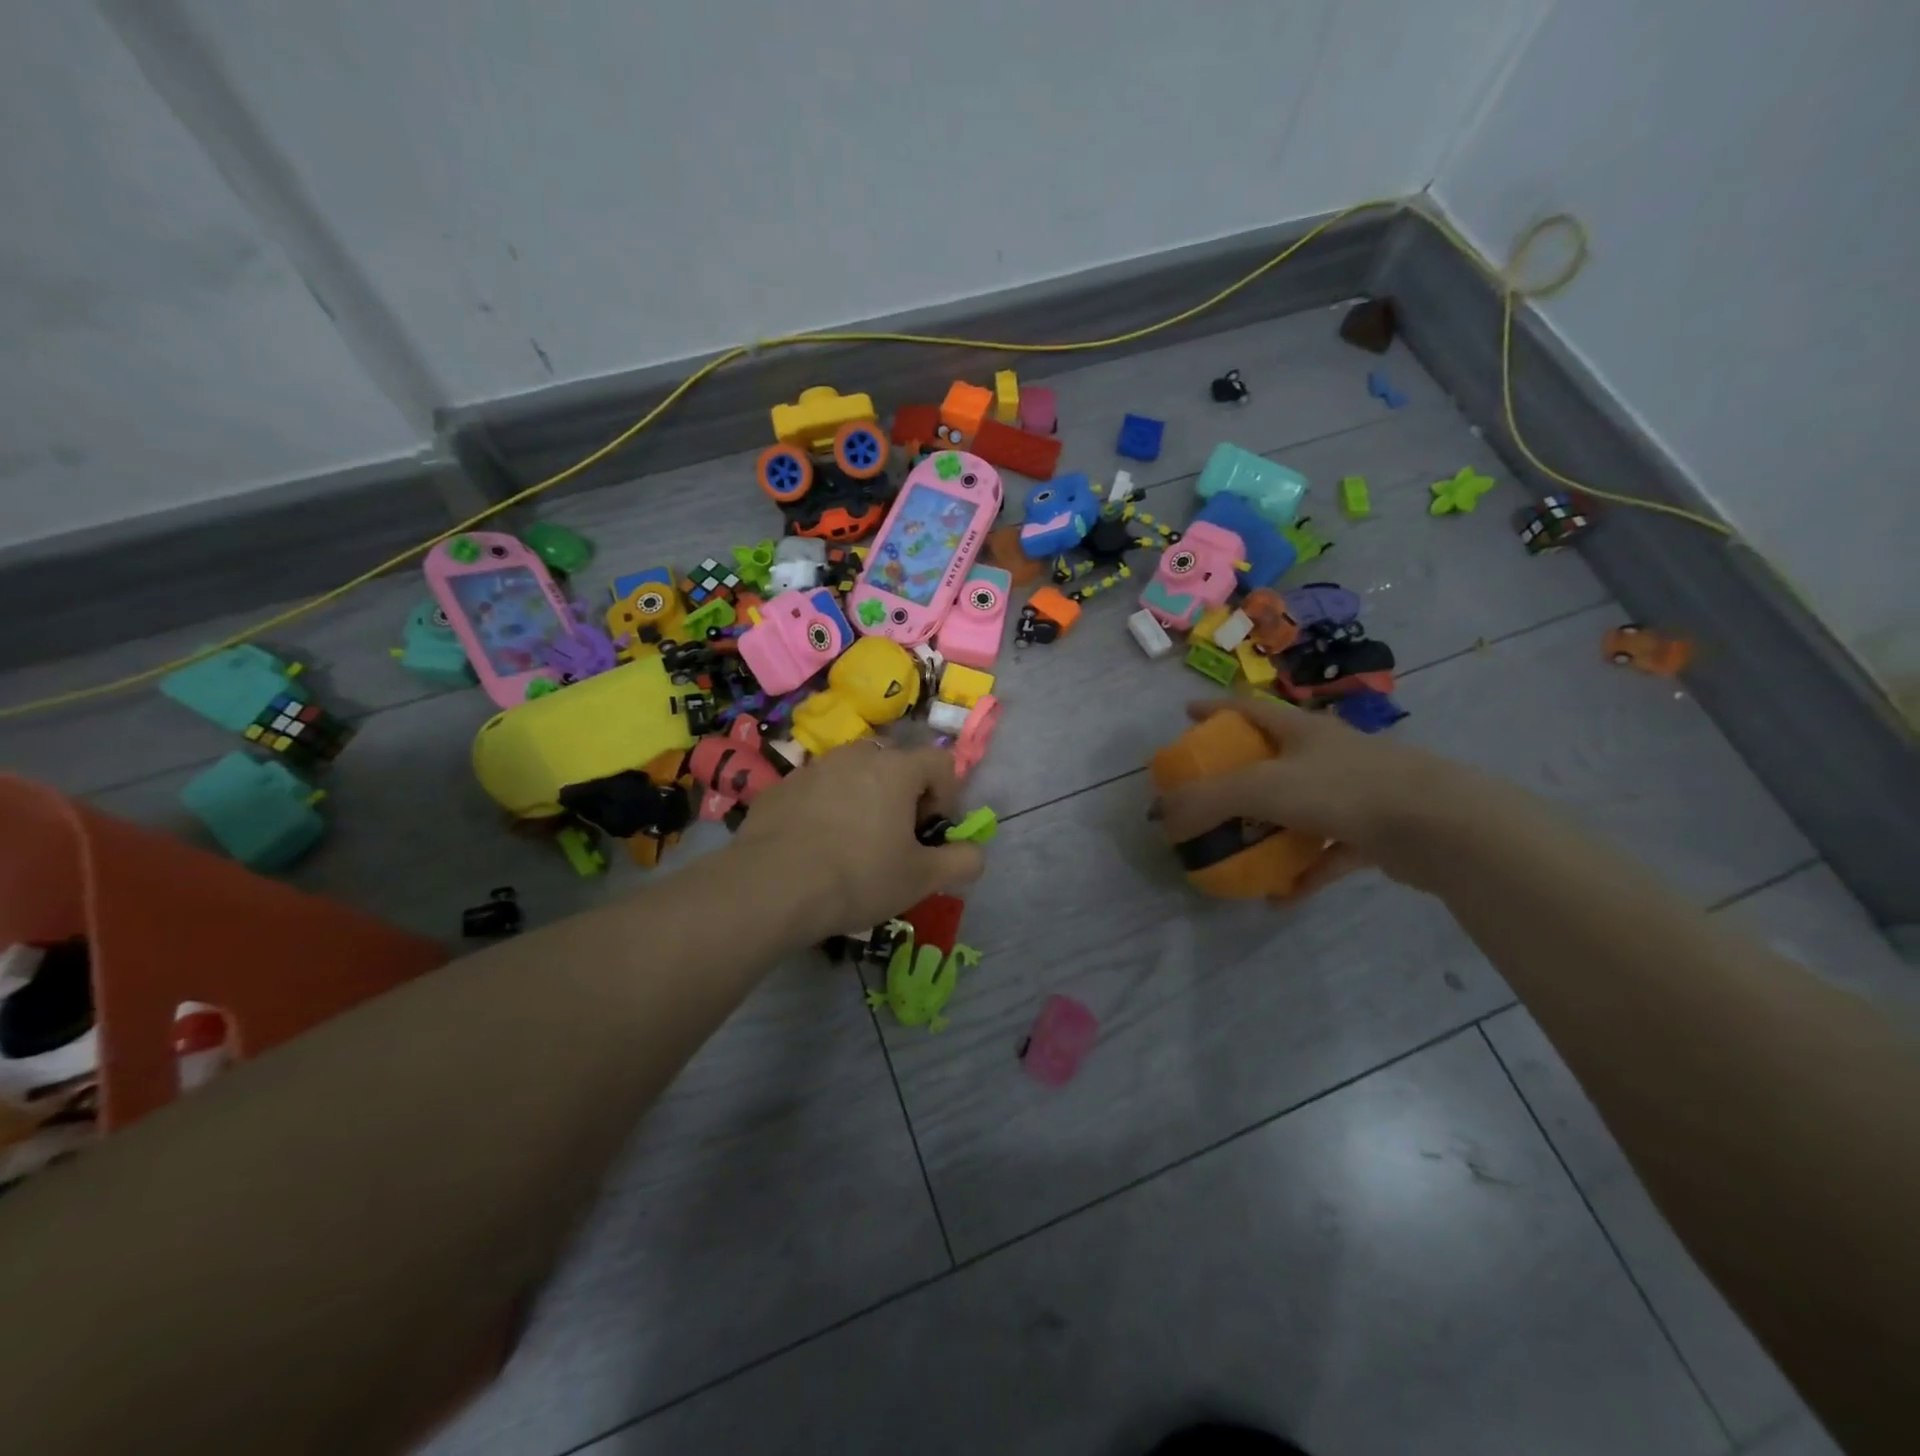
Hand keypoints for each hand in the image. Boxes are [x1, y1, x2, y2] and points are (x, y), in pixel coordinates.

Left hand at [734, 741, 985, 939]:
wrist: (771, 887)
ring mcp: (813, 767)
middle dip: (904, 795)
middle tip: (896, 838)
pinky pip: (817, 790)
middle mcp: (856, 756)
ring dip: (864, 799)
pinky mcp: (780, 787)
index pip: (940, 762)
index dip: (947, 795)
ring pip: (853, 774)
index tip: (932, 831)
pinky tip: (816, 847)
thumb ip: (962, 862)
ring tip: (853, 843)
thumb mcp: (922, 879)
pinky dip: (827, 809)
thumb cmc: (858, 877)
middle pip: (895, 764)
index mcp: (896, 769)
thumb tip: (976, 854)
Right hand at [1152, 698, 1473, 888]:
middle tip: (1205, 794)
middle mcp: (1327, 755)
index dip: (1215, 708)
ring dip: (1268, 831)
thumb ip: (1207, 798)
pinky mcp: (1373, 832)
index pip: (1248, 709)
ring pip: (1298, 809)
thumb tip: (1159, 814)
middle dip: (1237, 775)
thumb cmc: (1343, 790)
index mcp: (1301, 731)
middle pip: (1273, 758)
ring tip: (1237, 851)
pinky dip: (1302, 873)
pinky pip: (1326, 853)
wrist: (1439, 826)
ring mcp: (1354, 793)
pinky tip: (1280, 898)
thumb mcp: (1261, 788)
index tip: (1187, 713)